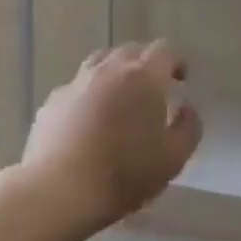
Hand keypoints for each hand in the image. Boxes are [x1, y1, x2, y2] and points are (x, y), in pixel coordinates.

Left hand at [24, 41, 201, 223]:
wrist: (60, 190)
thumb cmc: (125, 173)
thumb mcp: (174, 158)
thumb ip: (188, 128)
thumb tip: (186, 109)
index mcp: (143, 77)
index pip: (163, 50)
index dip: (174, 62)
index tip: (180, 80)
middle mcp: (108, 70)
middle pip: (129, 51)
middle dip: (144, 64)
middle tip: (152, 89)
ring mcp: (75, 84)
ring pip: (98, 63)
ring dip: (113, 74)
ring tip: (118, 98)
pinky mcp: (51, 103)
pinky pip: (75, 89)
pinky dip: (87, 96)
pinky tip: (87, 121)